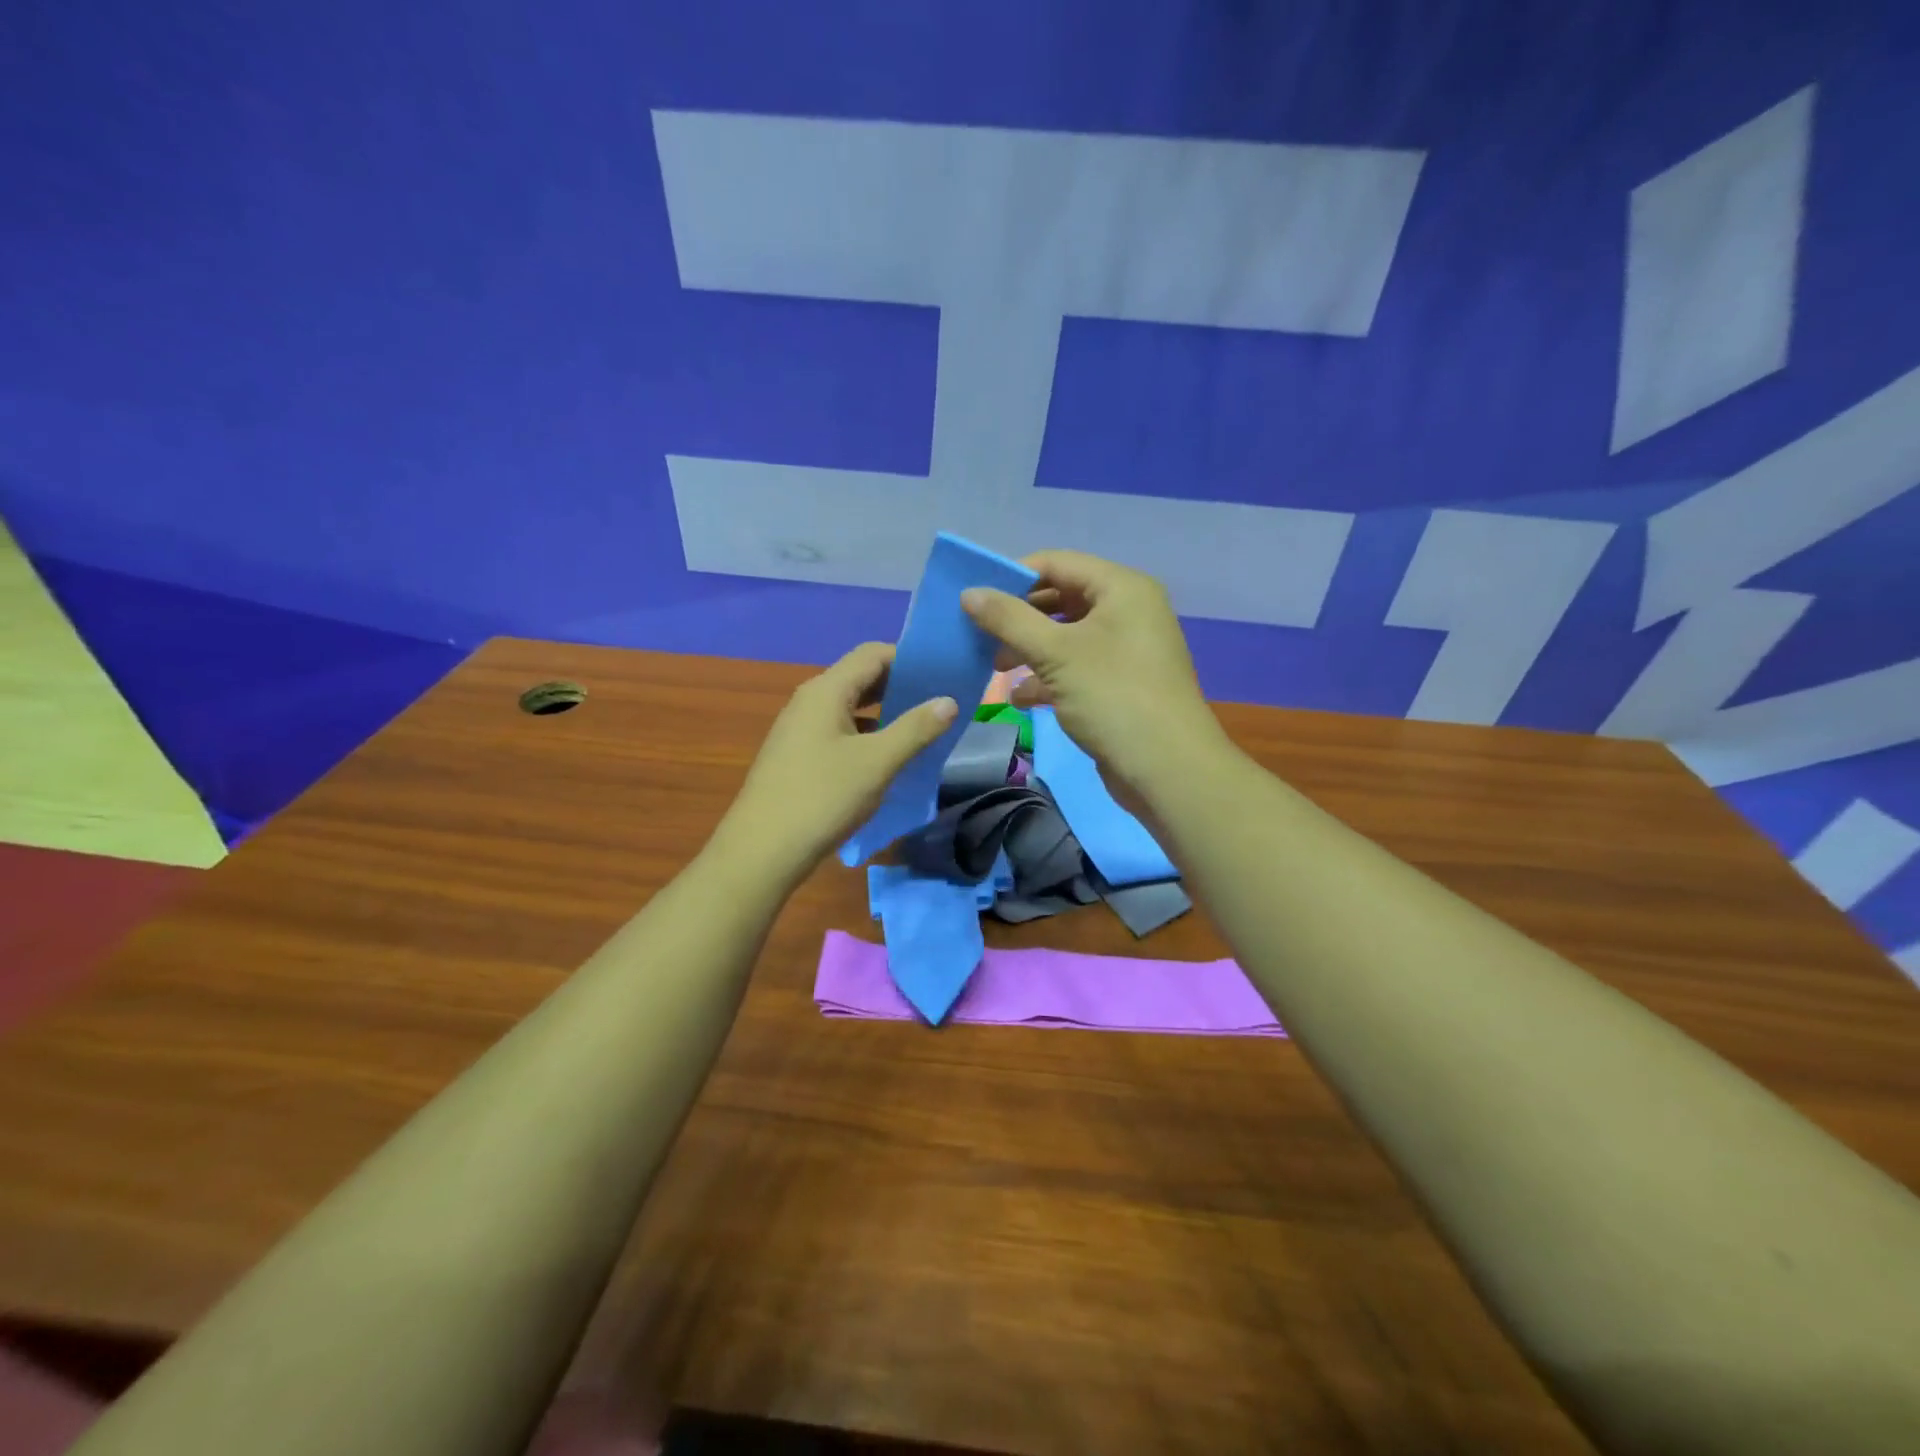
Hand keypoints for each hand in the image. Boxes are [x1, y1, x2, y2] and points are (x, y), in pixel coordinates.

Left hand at [713, 642, 957, 876]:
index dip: (909, 658)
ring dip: (884, 713)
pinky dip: (866, 735)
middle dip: (900, 685)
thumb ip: (916, 729)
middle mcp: (809, 701)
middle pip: (861, 678)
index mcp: (826, 691)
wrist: (762, 850)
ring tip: (921, 729)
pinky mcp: (798, 755)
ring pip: (850, 707)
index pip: (873, 654)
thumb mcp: (877, 763)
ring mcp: (800, 728)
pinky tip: (886, 758)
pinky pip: (839, 731)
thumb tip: (949, 700)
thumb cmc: (822, 798)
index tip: (942, 674)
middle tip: (938, 702)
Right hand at [961, 550, 1228, 808]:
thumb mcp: (1056, 653)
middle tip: (980, 635)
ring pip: (1065, 637)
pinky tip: (1020, 698)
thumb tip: (969, 593)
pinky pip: (1076, 669)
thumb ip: (1009, 620)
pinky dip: (1047, 678)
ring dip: (1028, 650)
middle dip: (1019, 618)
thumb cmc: (1113, 697)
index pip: (1057, 563)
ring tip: (993, 668)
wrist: (1167, 769)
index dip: (1013, 576)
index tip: (975, 598)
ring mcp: (1125, 650)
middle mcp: (1127, 611)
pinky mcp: (1119, 685)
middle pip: (1060, 599)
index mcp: (1122, 588)